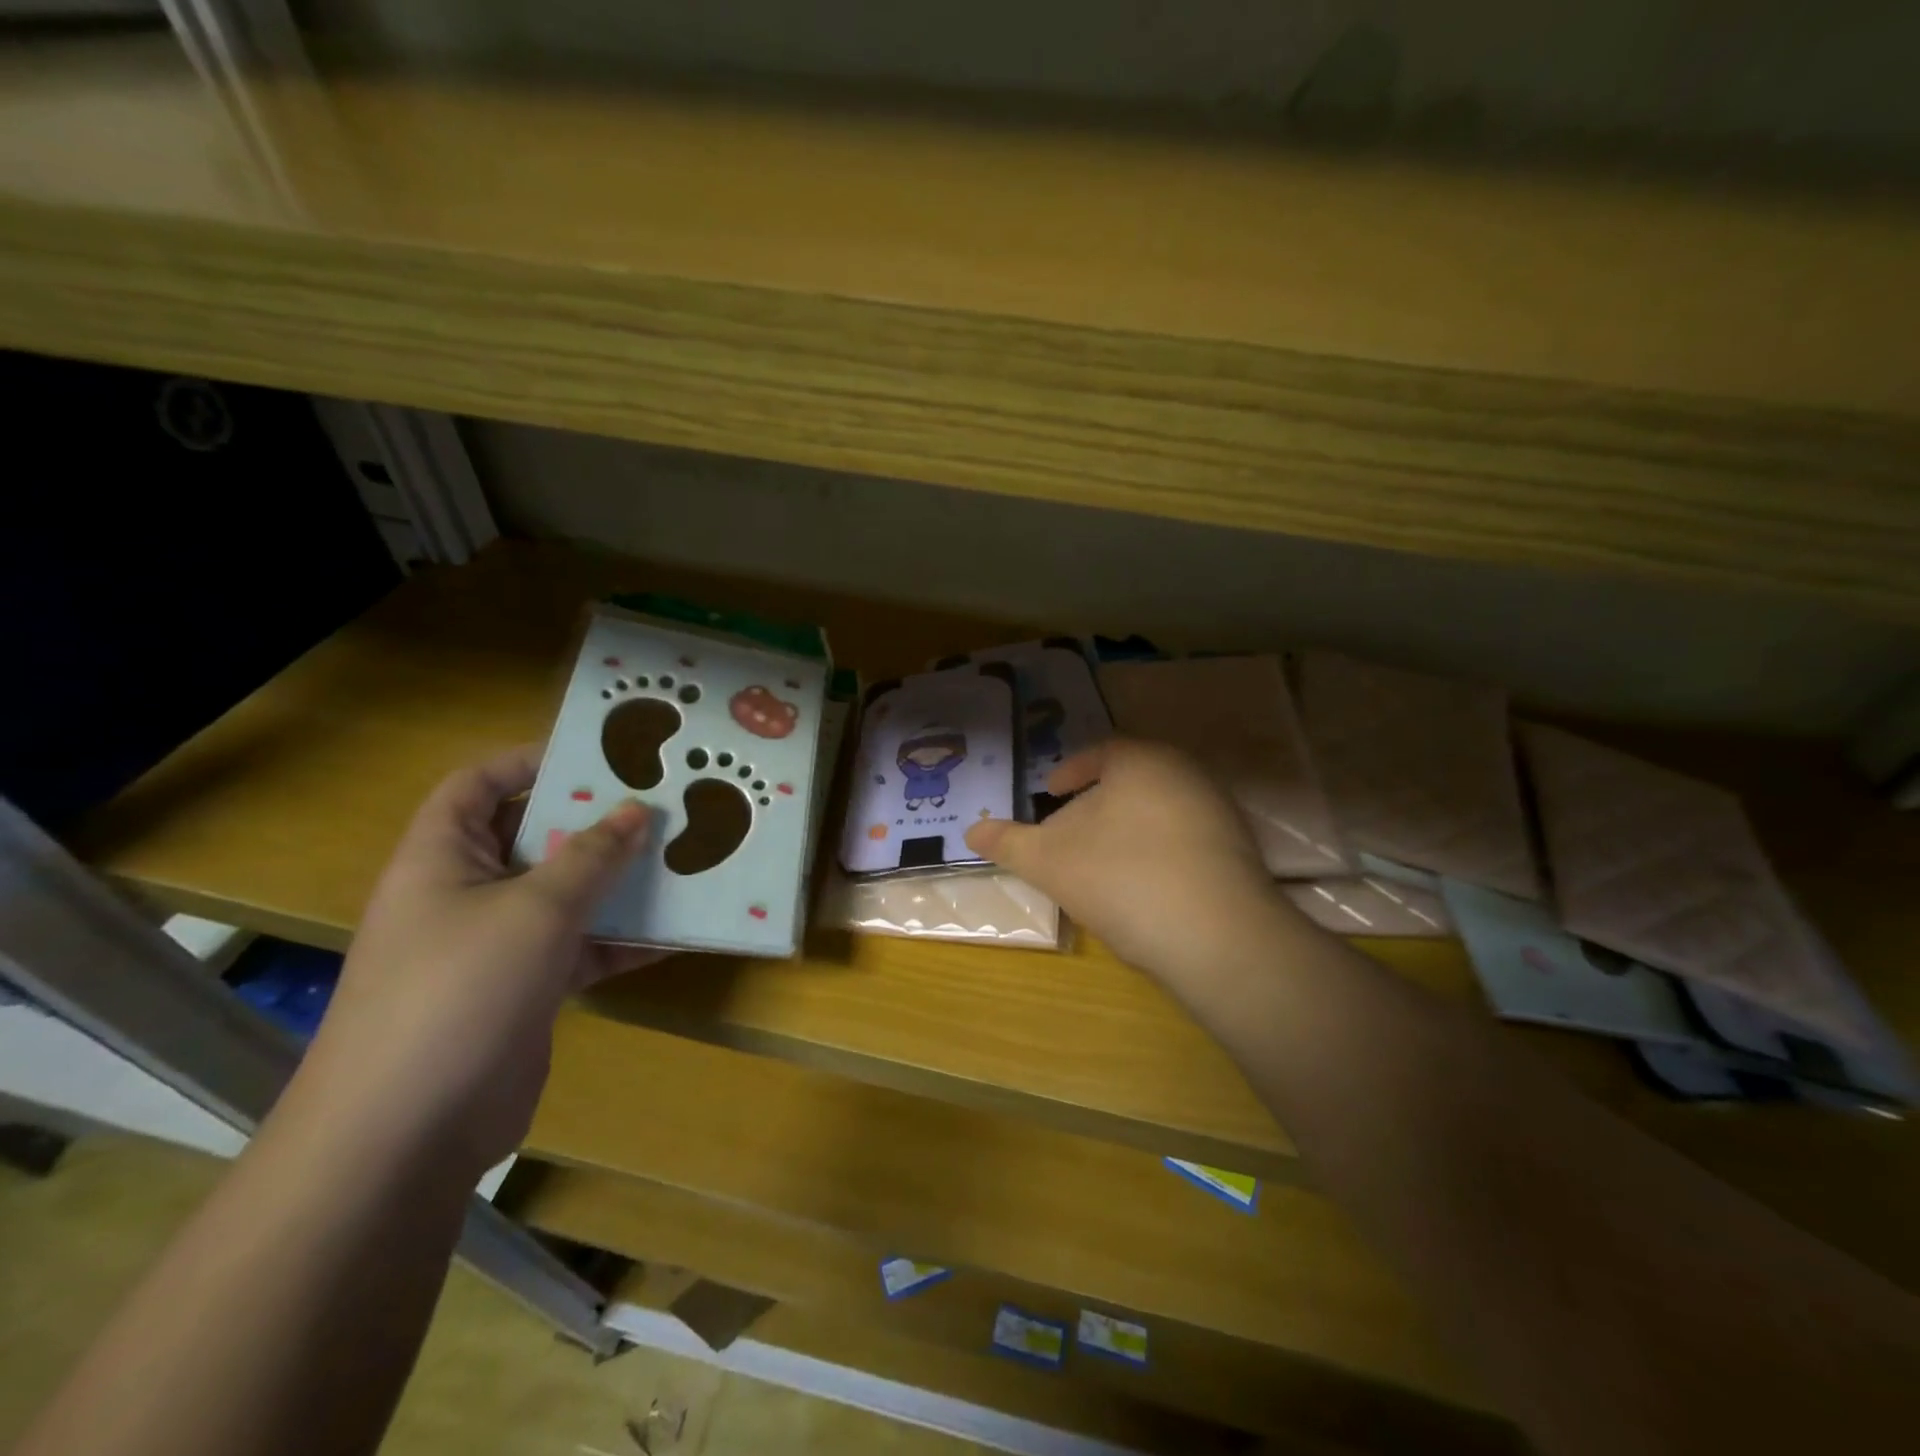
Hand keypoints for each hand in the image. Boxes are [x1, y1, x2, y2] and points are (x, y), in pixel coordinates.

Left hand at [299, 745, 659, 1172]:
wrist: (408, 1134)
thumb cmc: (460, 991)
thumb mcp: (535, 910)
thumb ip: (590, 857)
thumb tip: (637, 810)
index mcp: (442, 858)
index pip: (477, 786)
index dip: (529, 761)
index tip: (599, 756)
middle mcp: (466, 894)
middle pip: (534, 838)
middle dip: (595, 822)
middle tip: (662, 804)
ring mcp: (497, 945)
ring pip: (567, 895)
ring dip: (620, 882)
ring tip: (683, 858)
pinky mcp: (527, 989)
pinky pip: (583, 948)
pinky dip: (624, 940)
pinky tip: (679, 932)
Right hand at [965, 738, 1285, 983]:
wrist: (1218, 938)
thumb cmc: (1121, 879)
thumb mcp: (1049, 862)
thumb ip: (1008, 843)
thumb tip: (970, 832)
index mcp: (1142, 760)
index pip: (1101, 752)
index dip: (1071, 771)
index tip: (1051, 793)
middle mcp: (1187, 773)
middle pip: (1130, 782)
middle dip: (1096, 805)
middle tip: (1069, 833)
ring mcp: (1219, 812)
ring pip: (1158, 811)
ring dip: (1127, 831)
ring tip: (1101, 865)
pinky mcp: (1240, 853)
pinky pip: (1186, 841)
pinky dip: (1157, 853)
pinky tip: (1143, 889)